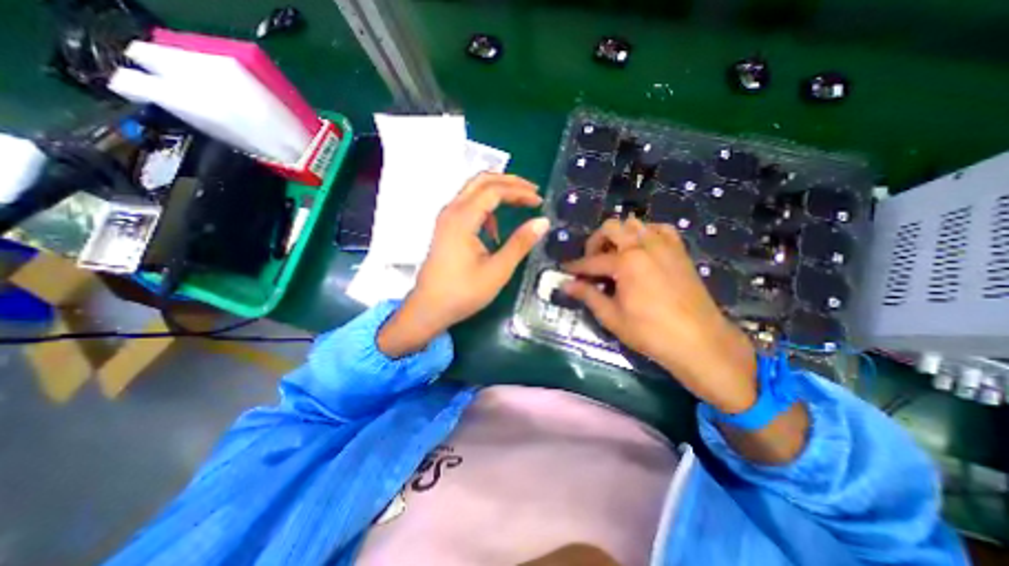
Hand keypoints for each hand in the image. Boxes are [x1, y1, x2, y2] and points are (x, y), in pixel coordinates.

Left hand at [377, 174, 549, 357]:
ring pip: (473, 191)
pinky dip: (486, 207)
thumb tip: (542, 222)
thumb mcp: (497, 270)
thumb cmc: (463, 292)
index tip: (539, 201)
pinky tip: (495, 230)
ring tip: (519, 203)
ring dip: (498, 191)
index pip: (494, 190)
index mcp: (463, 218)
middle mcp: (451, 211)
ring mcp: (446, 218)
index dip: (520, 191)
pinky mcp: (445, 228)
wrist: (429, 308)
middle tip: (532, 191)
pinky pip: (467, 206)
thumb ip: (520, 243)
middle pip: (481, 181)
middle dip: (509, 182)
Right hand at [559, 220, 755, 412]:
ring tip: (615, 256)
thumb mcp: (611, 316)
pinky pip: (660, 229)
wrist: (699, 341)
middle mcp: (644, 245)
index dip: (575, 267)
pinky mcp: (679, 251)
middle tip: (592, 262)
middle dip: (596, 242)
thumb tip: (566, 285)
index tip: (564, 270)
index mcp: (626, 262)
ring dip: (620, 235)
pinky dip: (646, 233)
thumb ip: (587, 295)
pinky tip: (642, 249)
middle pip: (611, 227)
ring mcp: (664, 245)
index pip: (591, 261)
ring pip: (635, 223)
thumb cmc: (649, 331)